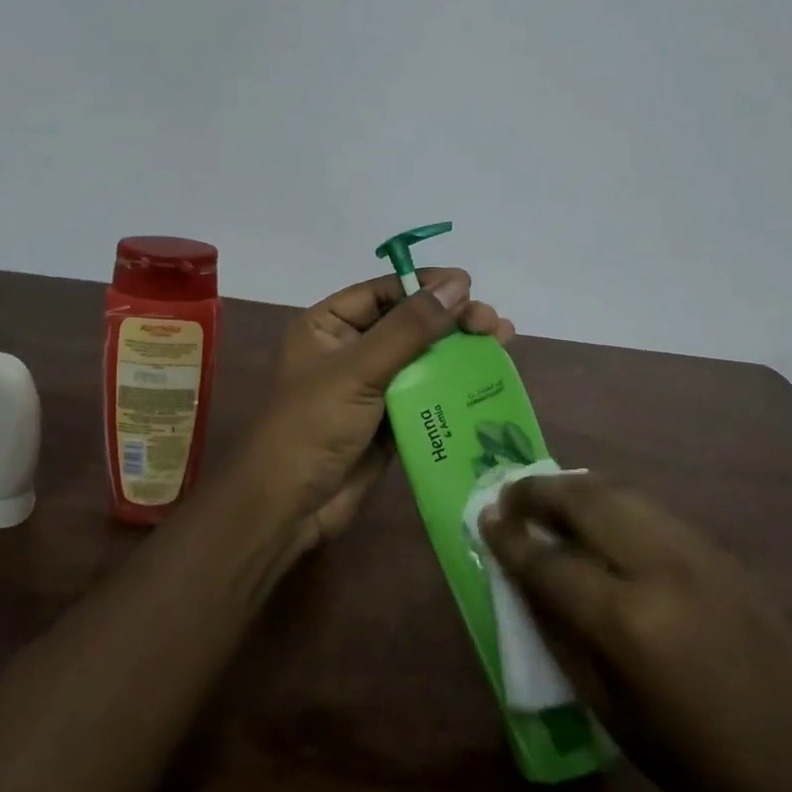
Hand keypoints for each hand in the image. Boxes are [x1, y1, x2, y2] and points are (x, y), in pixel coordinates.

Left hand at [230, 269, 514, 554]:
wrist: (289, 507)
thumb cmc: (312, 426)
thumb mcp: (358, 369)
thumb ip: (410, 328)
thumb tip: (458, 284)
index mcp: (327, 326)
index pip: (382, 292)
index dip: (425, 286)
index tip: (469, 285)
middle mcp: (349, 350)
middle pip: (408, 323)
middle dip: (450, 320)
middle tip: (492, 323)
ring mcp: (370, 388)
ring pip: (422, 359)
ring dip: (460, 350)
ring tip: (501, 340)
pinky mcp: (389, 422)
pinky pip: (427, 395)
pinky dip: (455, 386)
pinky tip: (487, 377)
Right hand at [480, 475, 791, 791]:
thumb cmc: (699, 766)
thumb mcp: (611, 712)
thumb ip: (562, 636)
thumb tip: (526, 582)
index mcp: (626, 622)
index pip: (549, 562)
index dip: (510, 539)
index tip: (484, 518)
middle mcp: (659, 568)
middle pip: (583, 501)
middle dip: (537, 492)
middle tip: (509, 495)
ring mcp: (697, 551)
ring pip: (619, 492)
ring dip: (574, 487)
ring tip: (547, 497)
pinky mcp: (721, 551)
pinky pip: (650, 509)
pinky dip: (613, 501)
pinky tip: (600, 518)